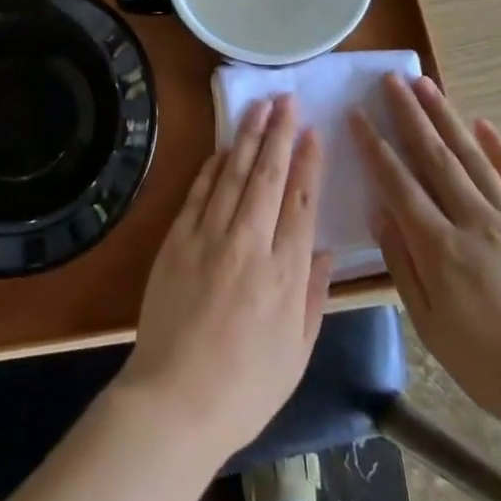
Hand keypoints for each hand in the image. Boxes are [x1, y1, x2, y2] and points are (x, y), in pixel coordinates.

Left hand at [119, 95, 332, 463]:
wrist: (175, 401)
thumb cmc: (245, 389)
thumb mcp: (297, 353)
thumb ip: (313, 297)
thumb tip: (325, 252)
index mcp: (285, 274)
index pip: (301, 202)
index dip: (308, 163)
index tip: (313, 132)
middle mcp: (249, 245)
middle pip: (268, 176)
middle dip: (279, 133)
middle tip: (287, 99)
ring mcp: (209, 238)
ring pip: (233, 175)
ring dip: (247, 137)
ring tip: (259, 107)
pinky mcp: (177, 240)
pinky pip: (198, 193)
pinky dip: (212, 167)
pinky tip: (223, 148)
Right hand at [352, 76, 500, 441]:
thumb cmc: (489, 366)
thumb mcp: (430, 326)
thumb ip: (402, 265)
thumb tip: (380, 213)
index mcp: (440, 248)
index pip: (398, 183)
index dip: (374, 146)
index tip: (357, 114)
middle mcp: (474, 222)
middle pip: (435, 157)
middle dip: (409, 115)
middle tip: (391, 80)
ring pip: (473, 157)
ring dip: (446, 118)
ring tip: (426, 84)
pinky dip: (500, 149)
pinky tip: (483, 123)